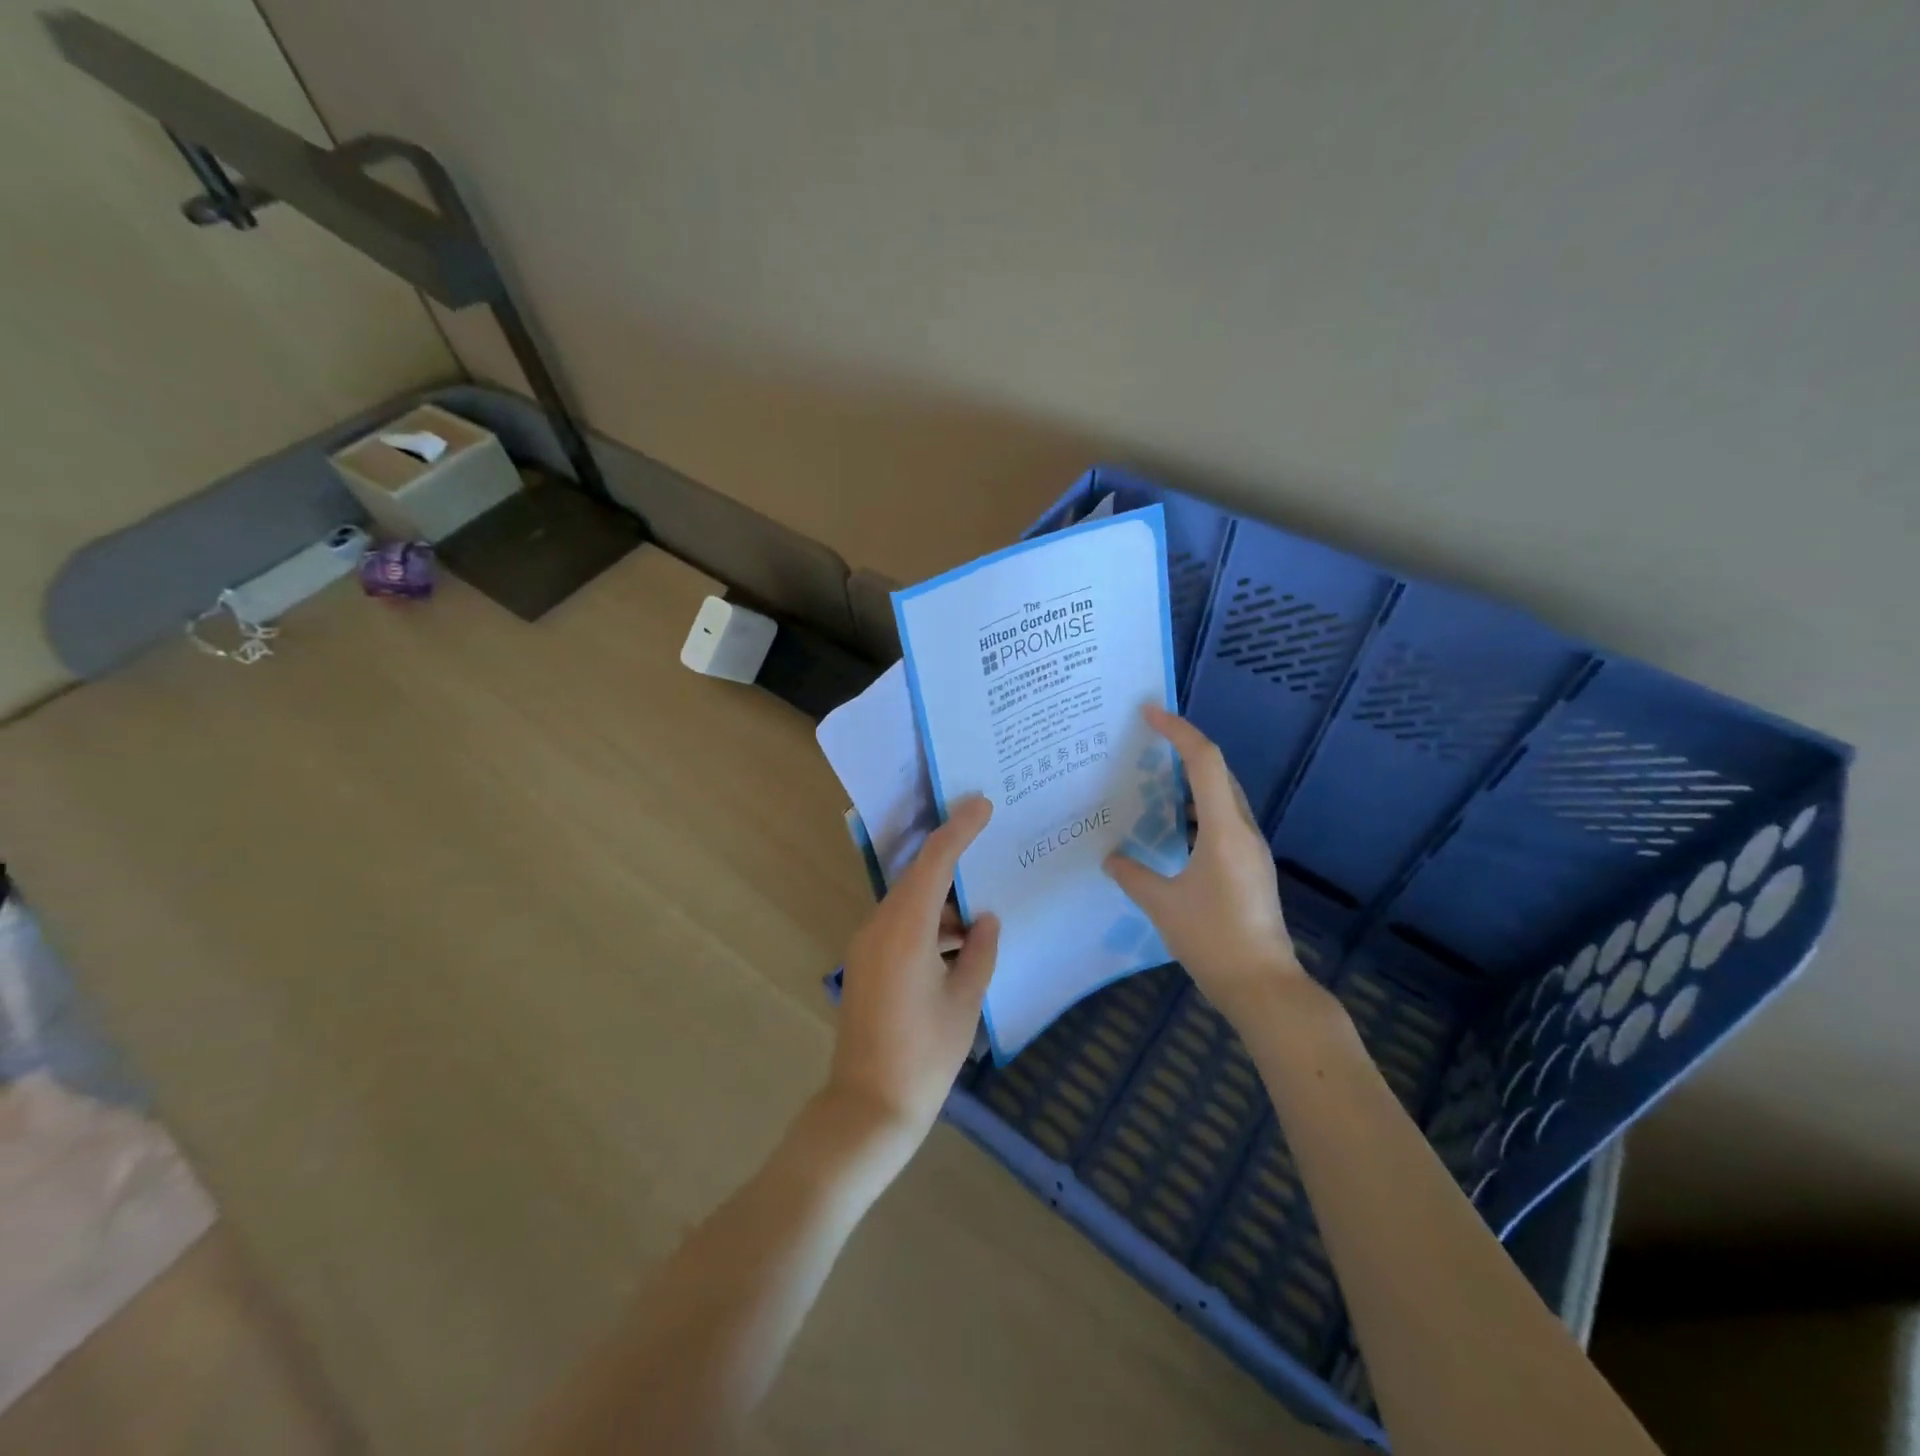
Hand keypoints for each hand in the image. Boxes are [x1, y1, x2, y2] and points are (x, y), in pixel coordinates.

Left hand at [828, 795, 1000, 1148]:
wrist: (867, 1108)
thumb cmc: (924, 1057)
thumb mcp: (965, 1002)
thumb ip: (980, 952)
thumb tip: (985, 920)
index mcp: (905, 930)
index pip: (933, 862)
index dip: (958, 829)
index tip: (982, 804)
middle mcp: (879, 927)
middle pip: (919, 877)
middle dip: (953, 859)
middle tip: (989, 841)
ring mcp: (867, 946)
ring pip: (910, 904)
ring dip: (944, 902)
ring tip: (983, 905)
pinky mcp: (866, 965)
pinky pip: (901, 927)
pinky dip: (930, 925)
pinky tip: (960, 941)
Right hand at [1104, 706, 1306, 1022]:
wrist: (1262, 985)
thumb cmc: (1212, 940)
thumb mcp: (1163, 906)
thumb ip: (1133, 876)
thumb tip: (1112, 859)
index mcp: (1224, 830)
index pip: (1204, 762)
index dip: (1178, 731)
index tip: (1150, 713)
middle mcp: (1243, 831)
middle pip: (1217, 772)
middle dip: (1184, 748)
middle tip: (1147, 741)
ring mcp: (1251, 850)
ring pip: (1222, 797)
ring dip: (1191, 780)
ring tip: (1154, 779)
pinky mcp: (1250, 867)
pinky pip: (1223, 821)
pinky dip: (1197, 809)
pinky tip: (1173, 827)